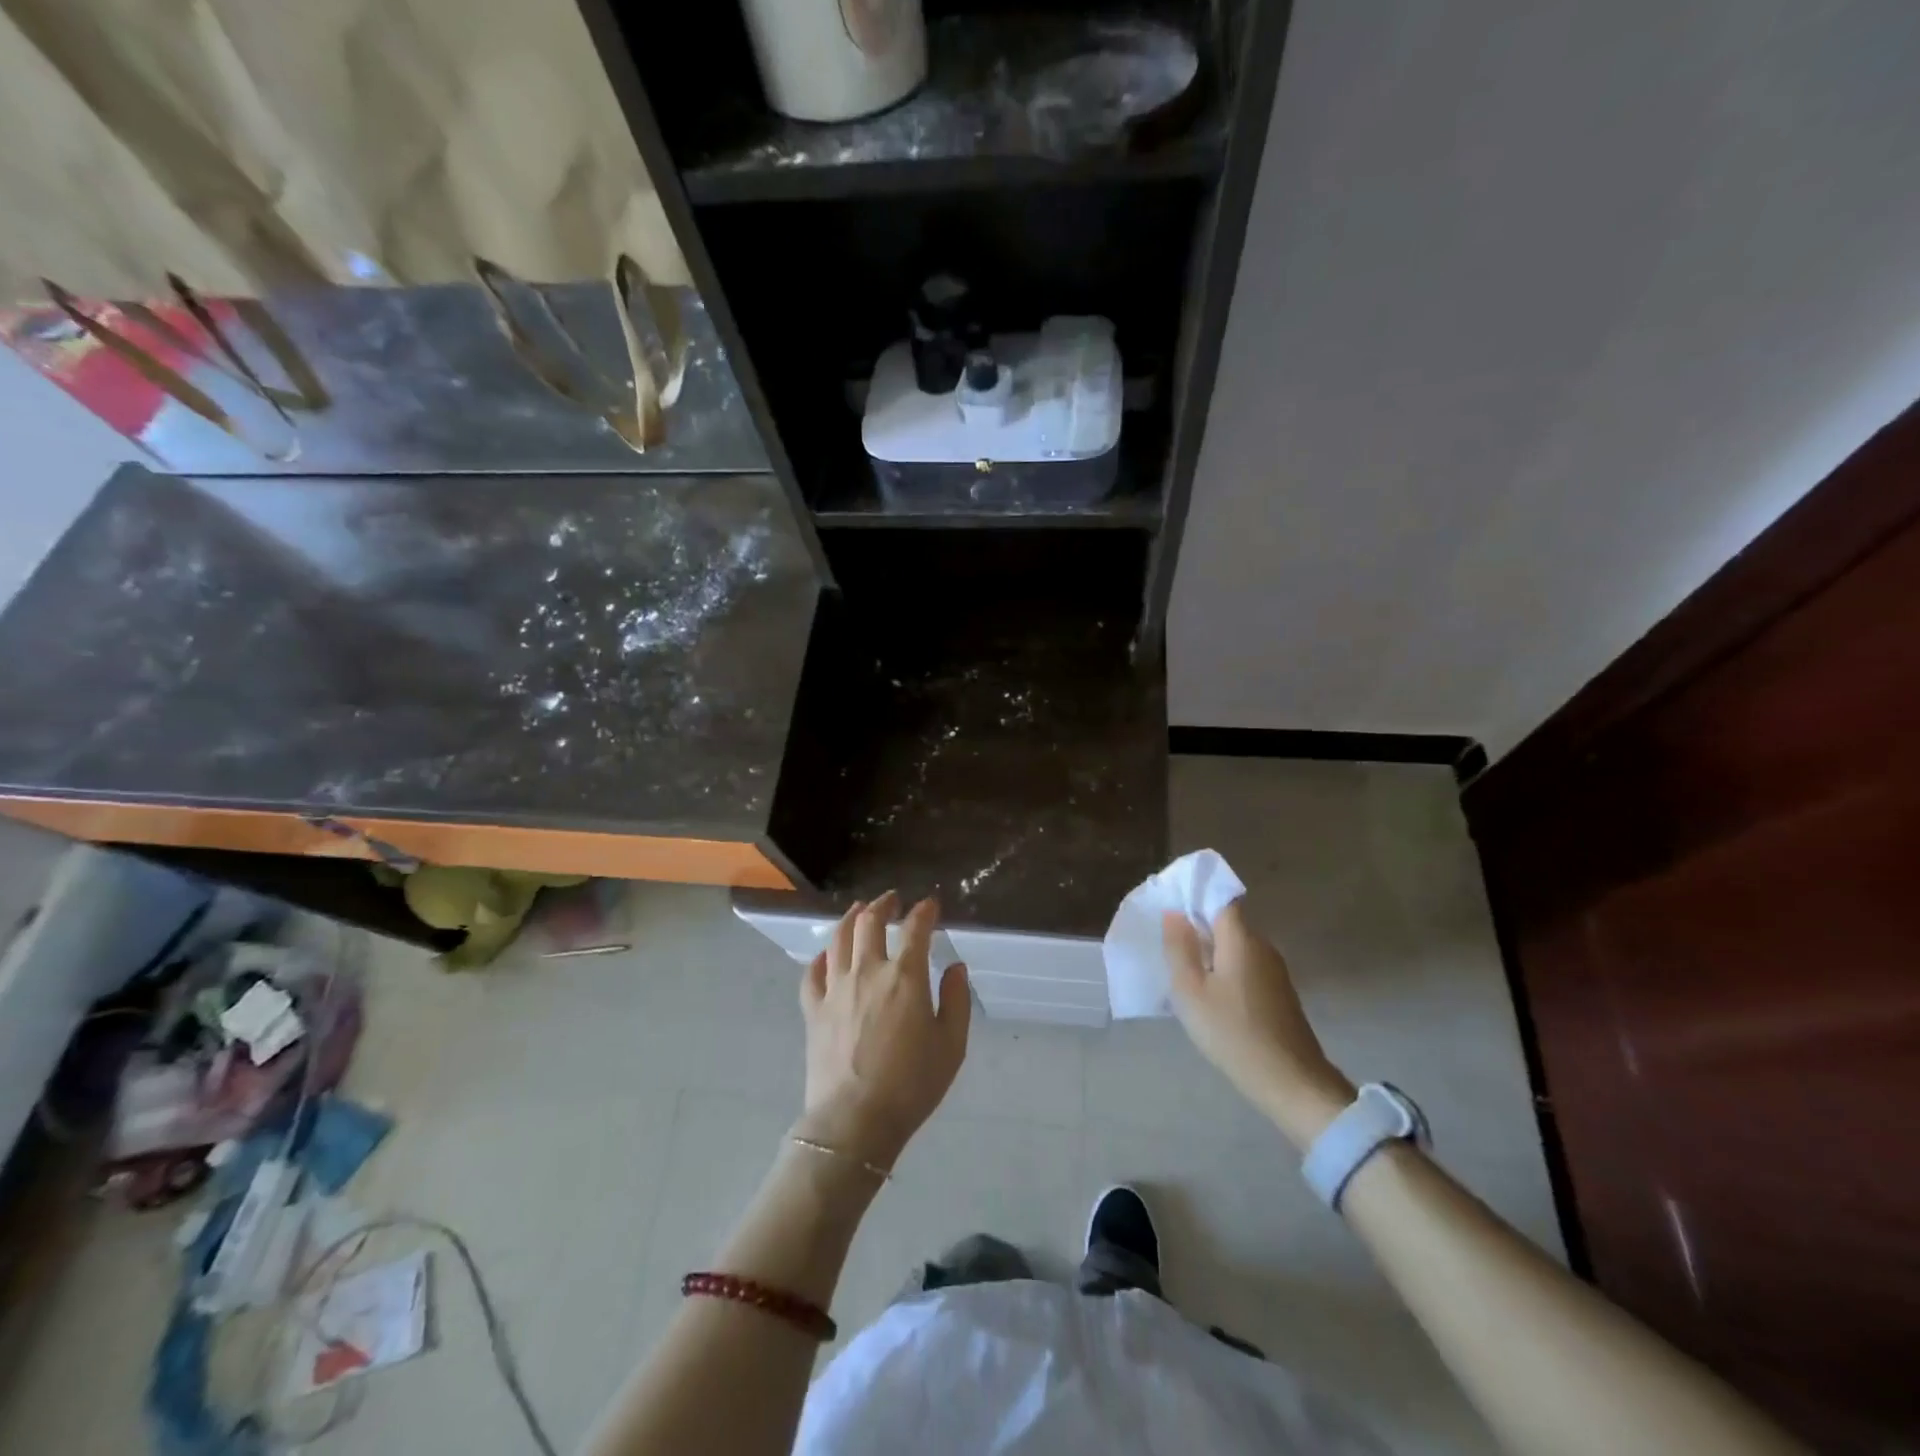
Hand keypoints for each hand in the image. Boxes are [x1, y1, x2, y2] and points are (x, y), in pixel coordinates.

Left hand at [797, 892, 970, 1170]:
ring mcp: (835, 988)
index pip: (916, 929)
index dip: (925, 911)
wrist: (855, 1122)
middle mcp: (868, 971)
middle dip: (883, 904)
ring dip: (851, 918)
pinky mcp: (813, 1009)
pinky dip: (822, 957)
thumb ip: (956, 1000)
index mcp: (905, 977)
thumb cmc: (911, 1085)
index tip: (931, 905)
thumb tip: (956, 967)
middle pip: (870, 922)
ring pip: (838, 937)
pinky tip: (827, 955)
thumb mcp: (951, 1045)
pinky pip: (813, 972)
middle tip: (892, 900)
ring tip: (860, 911)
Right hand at [1163, 901, 1354, 1148]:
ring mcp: (1274, 970)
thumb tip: (1175, 914)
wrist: (1291, 1082)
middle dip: (1198, 926)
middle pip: (1226, 922)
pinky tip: (1210, 993)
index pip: (1219, 898)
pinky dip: (1225, 970)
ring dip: (1211, 951)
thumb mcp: (1191, 991)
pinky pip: (1245, 966)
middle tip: (1167, 943)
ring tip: (1183, 969)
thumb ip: (1179, 948)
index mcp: (1241, 939)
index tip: (1169, 908)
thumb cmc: (1233, 1033)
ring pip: (1235, 946)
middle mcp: (1262, 946)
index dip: (1194, 897)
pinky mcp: (1278, 992)